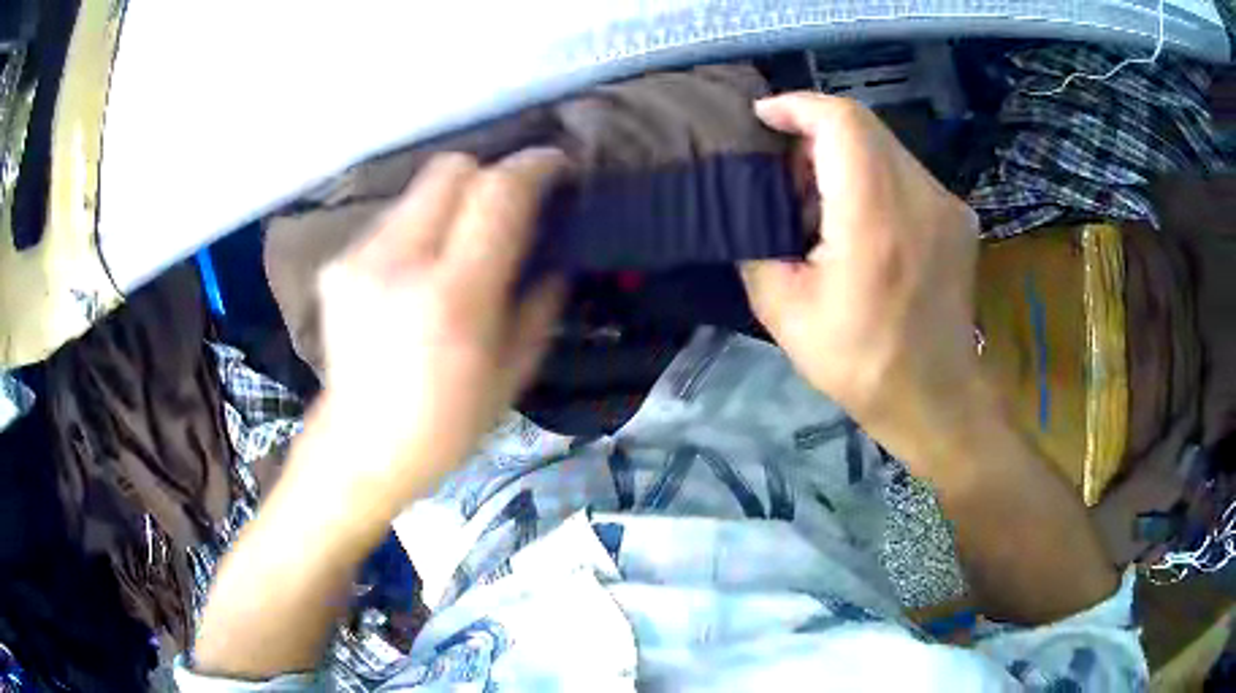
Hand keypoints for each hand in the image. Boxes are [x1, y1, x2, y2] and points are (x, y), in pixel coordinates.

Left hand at [313, 149, 566, 506]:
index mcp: (451, 298)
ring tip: (458, 248)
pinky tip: (417, 273)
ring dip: (451, 206)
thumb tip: (554, 253)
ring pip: (419, 191)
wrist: (360, 447)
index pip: (496, 193)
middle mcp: (397, 263)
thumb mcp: (512, 374)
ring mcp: (358, 259)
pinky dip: (418, 231)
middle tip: (506, 208)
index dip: (533, 167)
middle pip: (450, 169)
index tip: (555, 166)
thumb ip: (540, 302)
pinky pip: (392, 221)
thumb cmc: (445, 424)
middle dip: (488, 175)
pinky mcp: (337, 264)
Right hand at [742, 94, 983, 469]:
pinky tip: (861, 216)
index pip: (841, 122)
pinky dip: (874, 175)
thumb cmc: (860, 363)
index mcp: (875, 218)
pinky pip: (908, 173)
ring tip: (819, 196)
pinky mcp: (960, 218)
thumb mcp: (785, 311)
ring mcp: (947, 205)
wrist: (935, 398)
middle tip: (786, 170)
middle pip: (864, 126)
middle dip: (815, 131)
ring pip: (886, 146)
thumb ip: (756, 244)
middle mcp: (920, 197)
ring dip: (845, 154)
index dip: (798, 106)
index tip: (765, 117)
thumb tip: (749, 206)